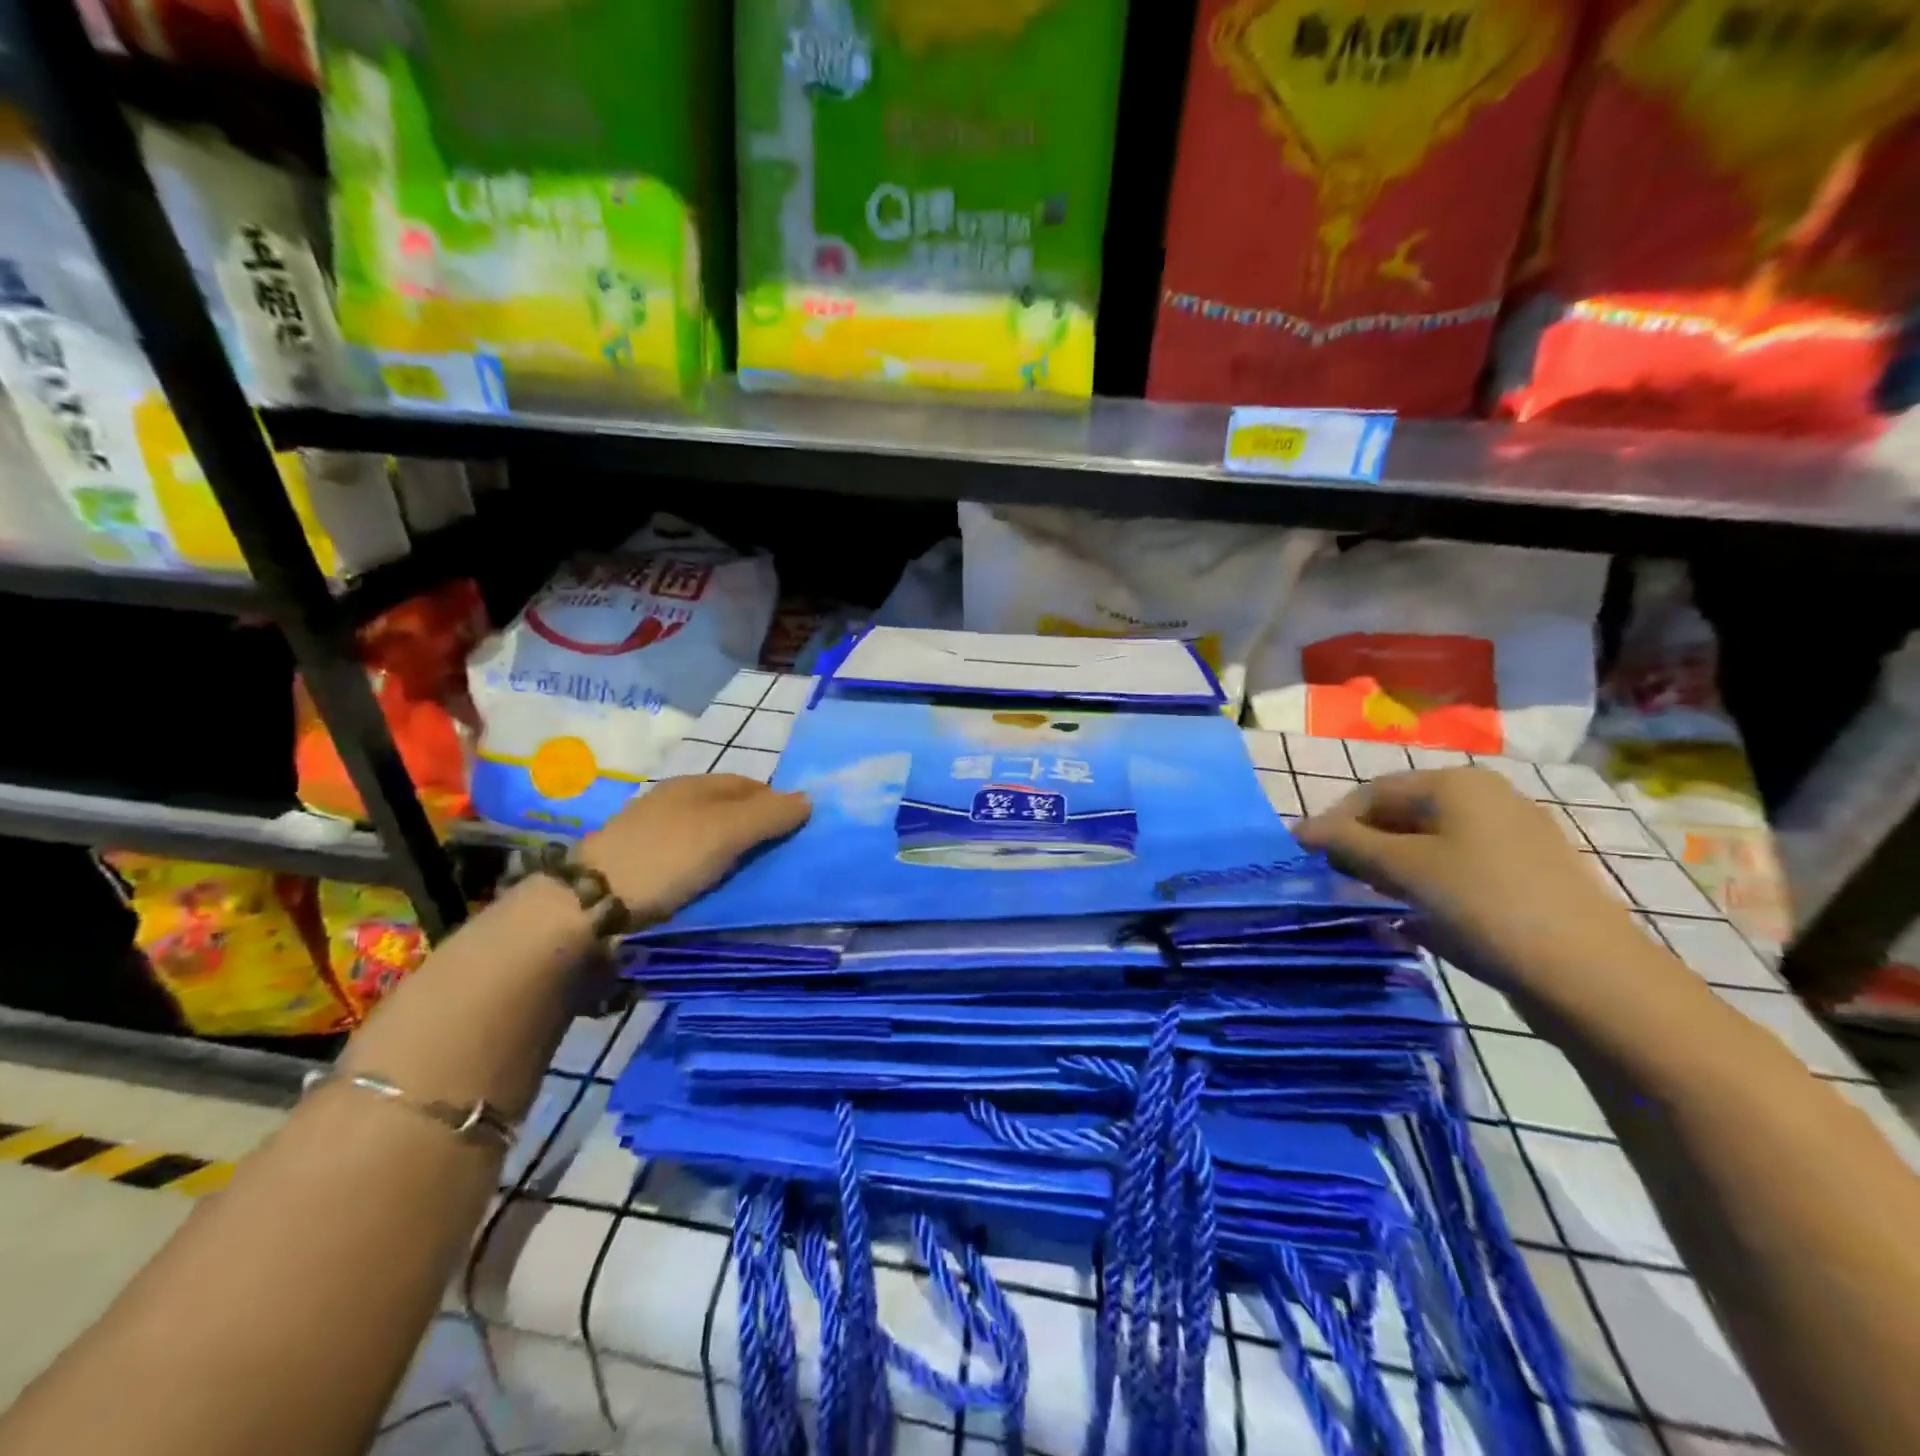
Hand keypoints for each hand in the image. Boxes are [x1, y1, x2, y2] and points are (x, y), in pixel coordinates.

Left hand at [580, 775, 810, 924]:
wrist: (589, 905)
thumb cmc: (666, 857)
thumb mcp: (726, 832)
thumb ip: (769, 815)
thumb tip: (809, 799)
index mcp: (692, 785)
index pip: (748, 784)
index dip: (775, 802)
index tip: (796, 831)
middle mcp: (671, 802)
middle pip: (727, 810)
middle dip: (754, 829)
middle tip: (777, 858)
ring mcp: (651, 835)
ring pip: (706, 837)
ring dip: (730, 853)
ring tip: (749, 878)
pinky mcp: (638, 867)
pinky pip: (686, 862)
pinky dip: (706, 871)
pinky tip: (711, 888)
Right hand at [1296, 767, 1665, 1018]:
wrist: (1590, 977)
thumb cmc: (1483, 905)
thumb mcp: (1403, 870)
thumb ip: (1346, 844)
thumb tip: (1298, 829)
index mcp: (1457, 784)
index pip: (1373, 791)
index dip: (1334, 823)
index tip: (1306, 859)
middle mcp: (1487, 799)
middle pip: (1402, 815)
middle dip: (1364, 846)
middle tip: (1338, 882)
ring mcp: (1513, 838)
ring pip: (1429, 845)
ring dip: (1392, 869)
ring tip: (1373, 901)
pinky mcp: (1527, 876)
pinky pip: (1458, 869)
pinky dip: (1427, 886)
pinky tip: (1415, 918)